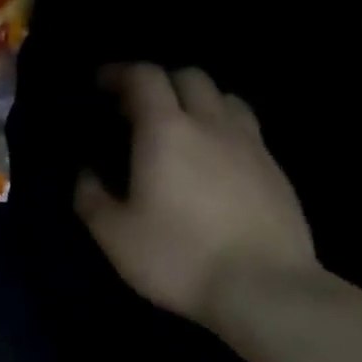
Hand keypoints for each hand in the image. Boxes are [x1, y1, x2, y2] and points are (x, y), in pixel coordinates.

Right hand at [75, 64, 316, 328]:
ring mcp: (250, 144)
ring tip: (178, 127)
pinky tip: (212, 159)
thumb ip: (91, 196)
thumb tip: (86, 172)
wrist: (264, 288)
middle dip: (158, 82)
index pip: (145, 77)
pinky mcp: (275, 169)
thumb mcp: (114, 234)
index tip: (101, 85)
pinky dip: (221, 127)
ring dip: (195, 100)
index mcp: (166, 131)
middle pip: (189, 77)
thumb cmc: (177, 256)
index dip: (120, 73)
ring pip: (224, 98)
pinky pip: (245, 128)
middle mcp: (211, 124)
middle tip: (135, 108)